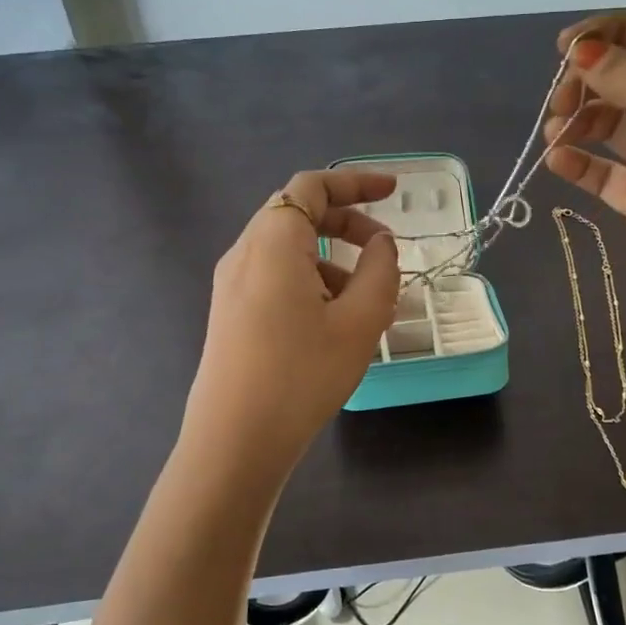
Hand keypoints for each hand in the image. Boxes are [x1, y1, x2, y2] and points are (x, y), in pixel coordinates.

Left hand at [181, 169, 400, 476]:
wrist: (235, 441)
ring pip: (289, 250)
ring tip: (370, 300)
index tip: (393, 193)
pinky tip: (338, 323)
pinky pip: (277, 278)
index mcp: (273, 242)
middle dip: (347, 223)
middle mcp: (245, 253)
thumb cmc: (301, 374)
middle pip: (299, 215)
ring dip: (333, 259)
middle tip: (385, 248)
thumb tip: (381, 244)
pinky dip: (313, 282)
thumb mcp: (360, 321)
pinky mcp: (232, 313)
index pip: (312, 187)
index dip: (355, 182)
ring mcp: (233, 285)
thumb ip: (380, 270)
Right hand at [544, 12, 625, 386]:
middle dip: (590, 81)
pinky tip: (558, 162)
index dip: (615, 34)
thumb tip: (587, 51)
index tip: (567, 47)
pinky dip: (578, 163)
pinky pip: (603, 172)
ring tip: (555, 135)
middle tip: (559, 101)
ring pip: (611, 125)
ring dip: (579, 121)